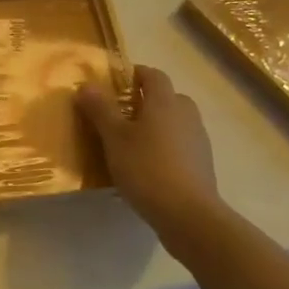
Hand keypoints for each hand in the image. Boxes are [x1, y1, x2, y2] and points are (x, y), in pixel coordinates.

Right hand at [77, 65, 225, 236]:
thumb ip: (100, 109)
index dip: (135, 74)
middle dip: (147, 101)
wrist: (188, 215)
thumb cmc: (146, 168)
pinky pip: (181, 145)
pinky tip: (149, 167)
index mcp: (165, 102)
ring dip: (157, 125)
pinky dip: (166, 147)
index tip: (116, 82)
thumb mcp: (114, 137)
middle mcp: (186, 115)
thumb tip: (86, 85)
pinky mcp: (202, 165)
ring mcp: (198, 140)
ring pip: (175, 122)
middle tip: (122, 114)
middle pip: (168, 97)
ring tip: (132, 143)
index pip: (153, 75)